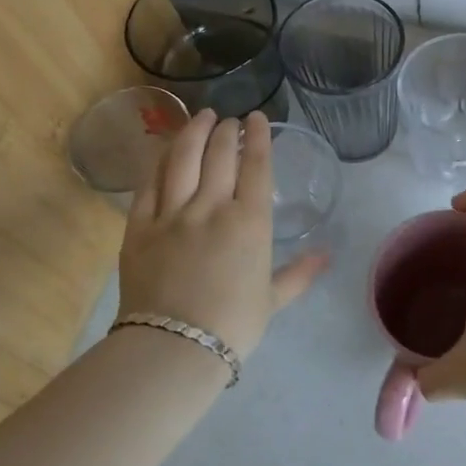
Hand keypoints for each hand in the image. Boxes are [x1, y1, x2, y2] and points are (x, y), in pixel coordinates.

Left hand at [117, 110, 326, 359]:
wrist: (174, 348)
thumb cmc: (233, 325)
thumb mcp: (273, 300)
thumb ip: (298, 273)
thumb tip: (327, 256)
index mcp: (250, 221)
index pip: (256, 164)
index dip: (258, 136)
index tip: (257, 117)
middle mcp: (211, 207)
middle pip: (219, 154)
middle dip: (226, 130)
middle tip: (230, 119)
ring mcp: (172, 214)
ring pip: (182, 159)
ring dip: (193, 132)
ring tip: (201, 117)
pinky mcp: (139, 228)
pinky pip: (148, 185)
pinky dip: (158, 162)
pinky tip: (164, 150)